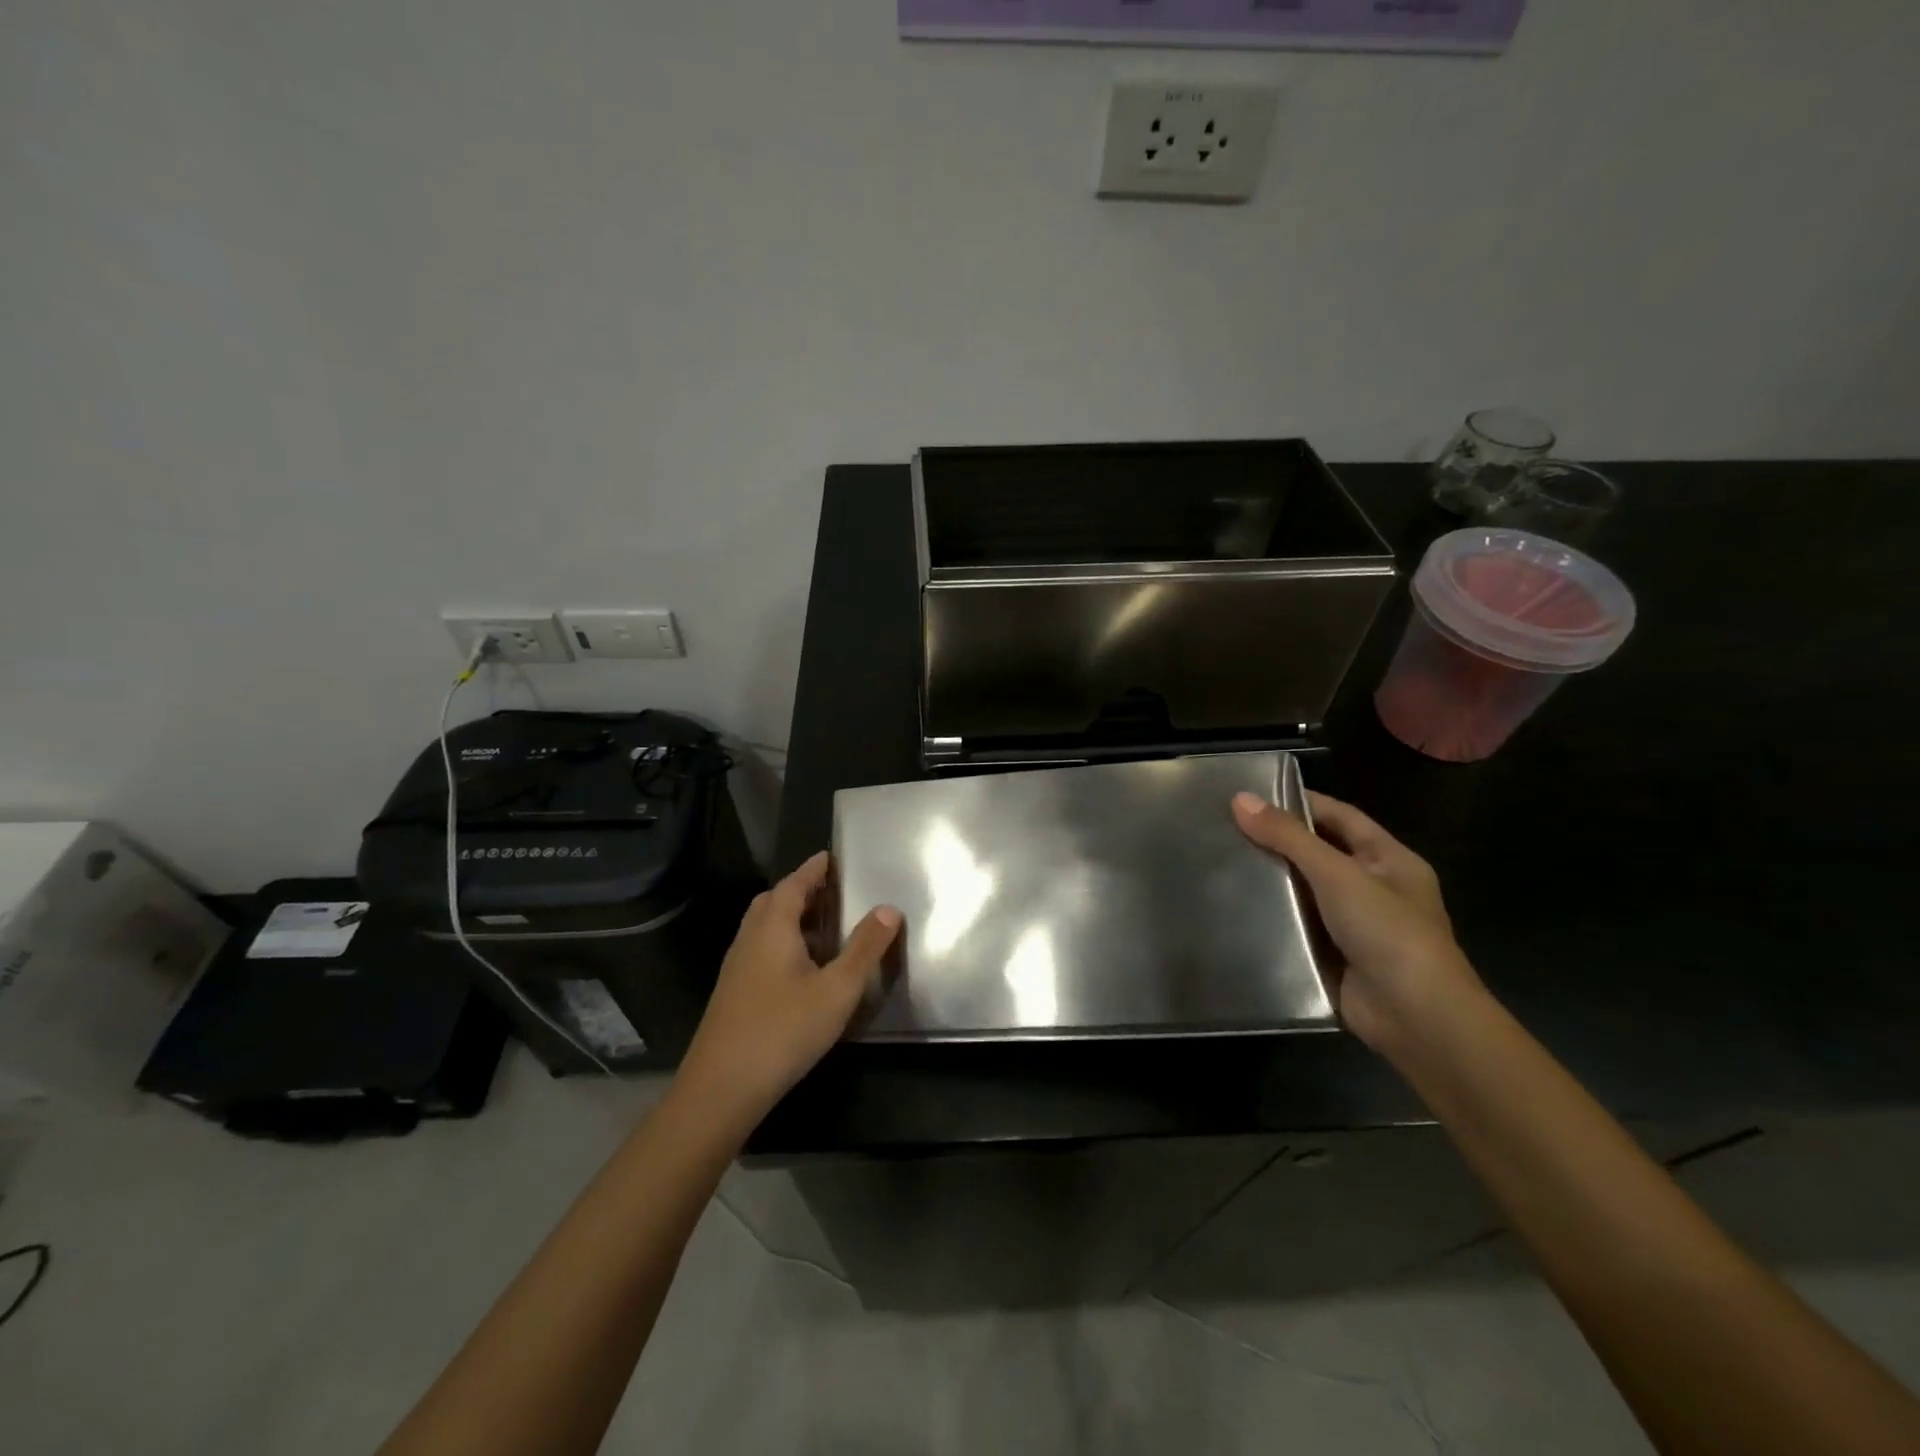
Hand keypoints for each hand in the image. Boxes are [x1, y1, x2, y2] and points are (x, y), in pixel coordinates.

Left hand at [676, 852, 900, 1127]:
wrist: (721, 1088)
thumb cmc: (784, 1030)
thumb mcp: (837, 989)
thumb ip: (864, 948)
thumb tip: (889, 907)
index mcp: (773, 927)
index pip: (794, 883)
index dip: (813, 869)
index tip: (831, 857)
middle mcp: (750, 938)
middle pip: (775, 901)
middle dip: (802, 890)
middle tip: (833, 891)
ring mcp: (737, 966)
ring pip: (765, 927)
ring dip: (792, 918)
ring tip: (825, 926)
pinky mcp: (734, 992)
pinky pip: (761, 949)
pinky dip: (784, 942)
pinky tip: (804, 968)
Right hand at [1232, 789, 1484, 1054]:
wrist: (1416, 1017)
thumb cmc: (1387, 932)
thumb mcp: (1338, 874)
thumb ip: (1289, 837)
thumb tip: (1240, 799)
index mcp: (1389, 860)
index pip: (1340, 816)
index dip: (1300, 802)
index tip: (1252, 794)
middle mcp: (1373, 888)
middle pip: (1319, 853)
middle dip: (1277, 842)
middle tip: (1224, 827)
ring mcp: (1353, 925)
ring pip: (1304, 892)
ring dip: (1270, 881)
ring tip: (1220, 862)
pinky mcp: (1333, 956)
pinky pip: (1297, 927)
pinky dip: (1271, 918)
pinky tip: (1233, 907)